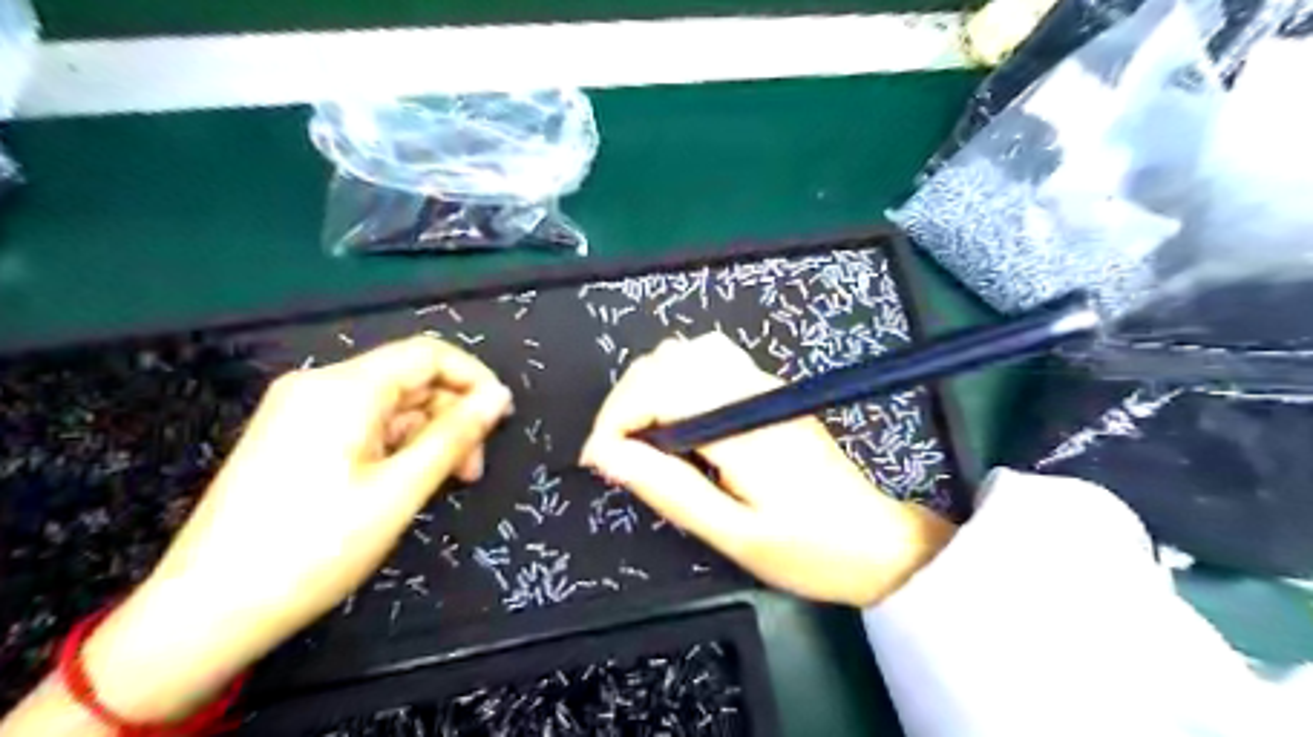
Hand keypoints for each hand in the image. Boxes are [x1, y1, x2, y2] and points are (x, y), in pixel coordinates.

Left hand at [81, 336, 513, 722]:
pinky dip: (395, 447)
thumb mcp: (400, 490)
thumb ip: (455, 436)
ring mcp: (300, 411)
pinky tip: (402, 484)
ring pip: (389, 405)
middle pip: (409, 379)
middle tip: (471, 470)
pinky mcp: (292, 437)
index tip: (501, 420)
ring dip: (426, 436)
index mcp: (344, 388)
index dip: (474, 379)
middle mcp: (320, 385)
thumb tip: (499, 396)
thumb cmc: (314, 548)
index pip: (429, 354)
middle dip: (451, 416)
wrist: (206, 612)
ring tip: (443, 485)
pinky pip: (362, 424)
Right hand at [579, 336, 949, 607]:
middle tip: (615, 452)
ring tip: (640, 434)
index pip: (659, 388)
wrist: (876, 542)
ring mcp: (764, 384)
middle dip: (625, 400)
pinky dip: (675, 379)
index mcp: (742, 426)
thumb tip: (608, 456)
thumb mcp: (734, 535)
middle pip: (667, 359)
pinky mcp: (768, 389)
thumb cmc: (809, 549)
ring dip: (649, 385)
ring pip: (687, 351)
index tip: (597, 460)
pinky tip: (675, 418)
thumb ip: (669, 489)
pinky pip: (709, 360)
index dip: (615, 418)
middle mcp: (752, 390)